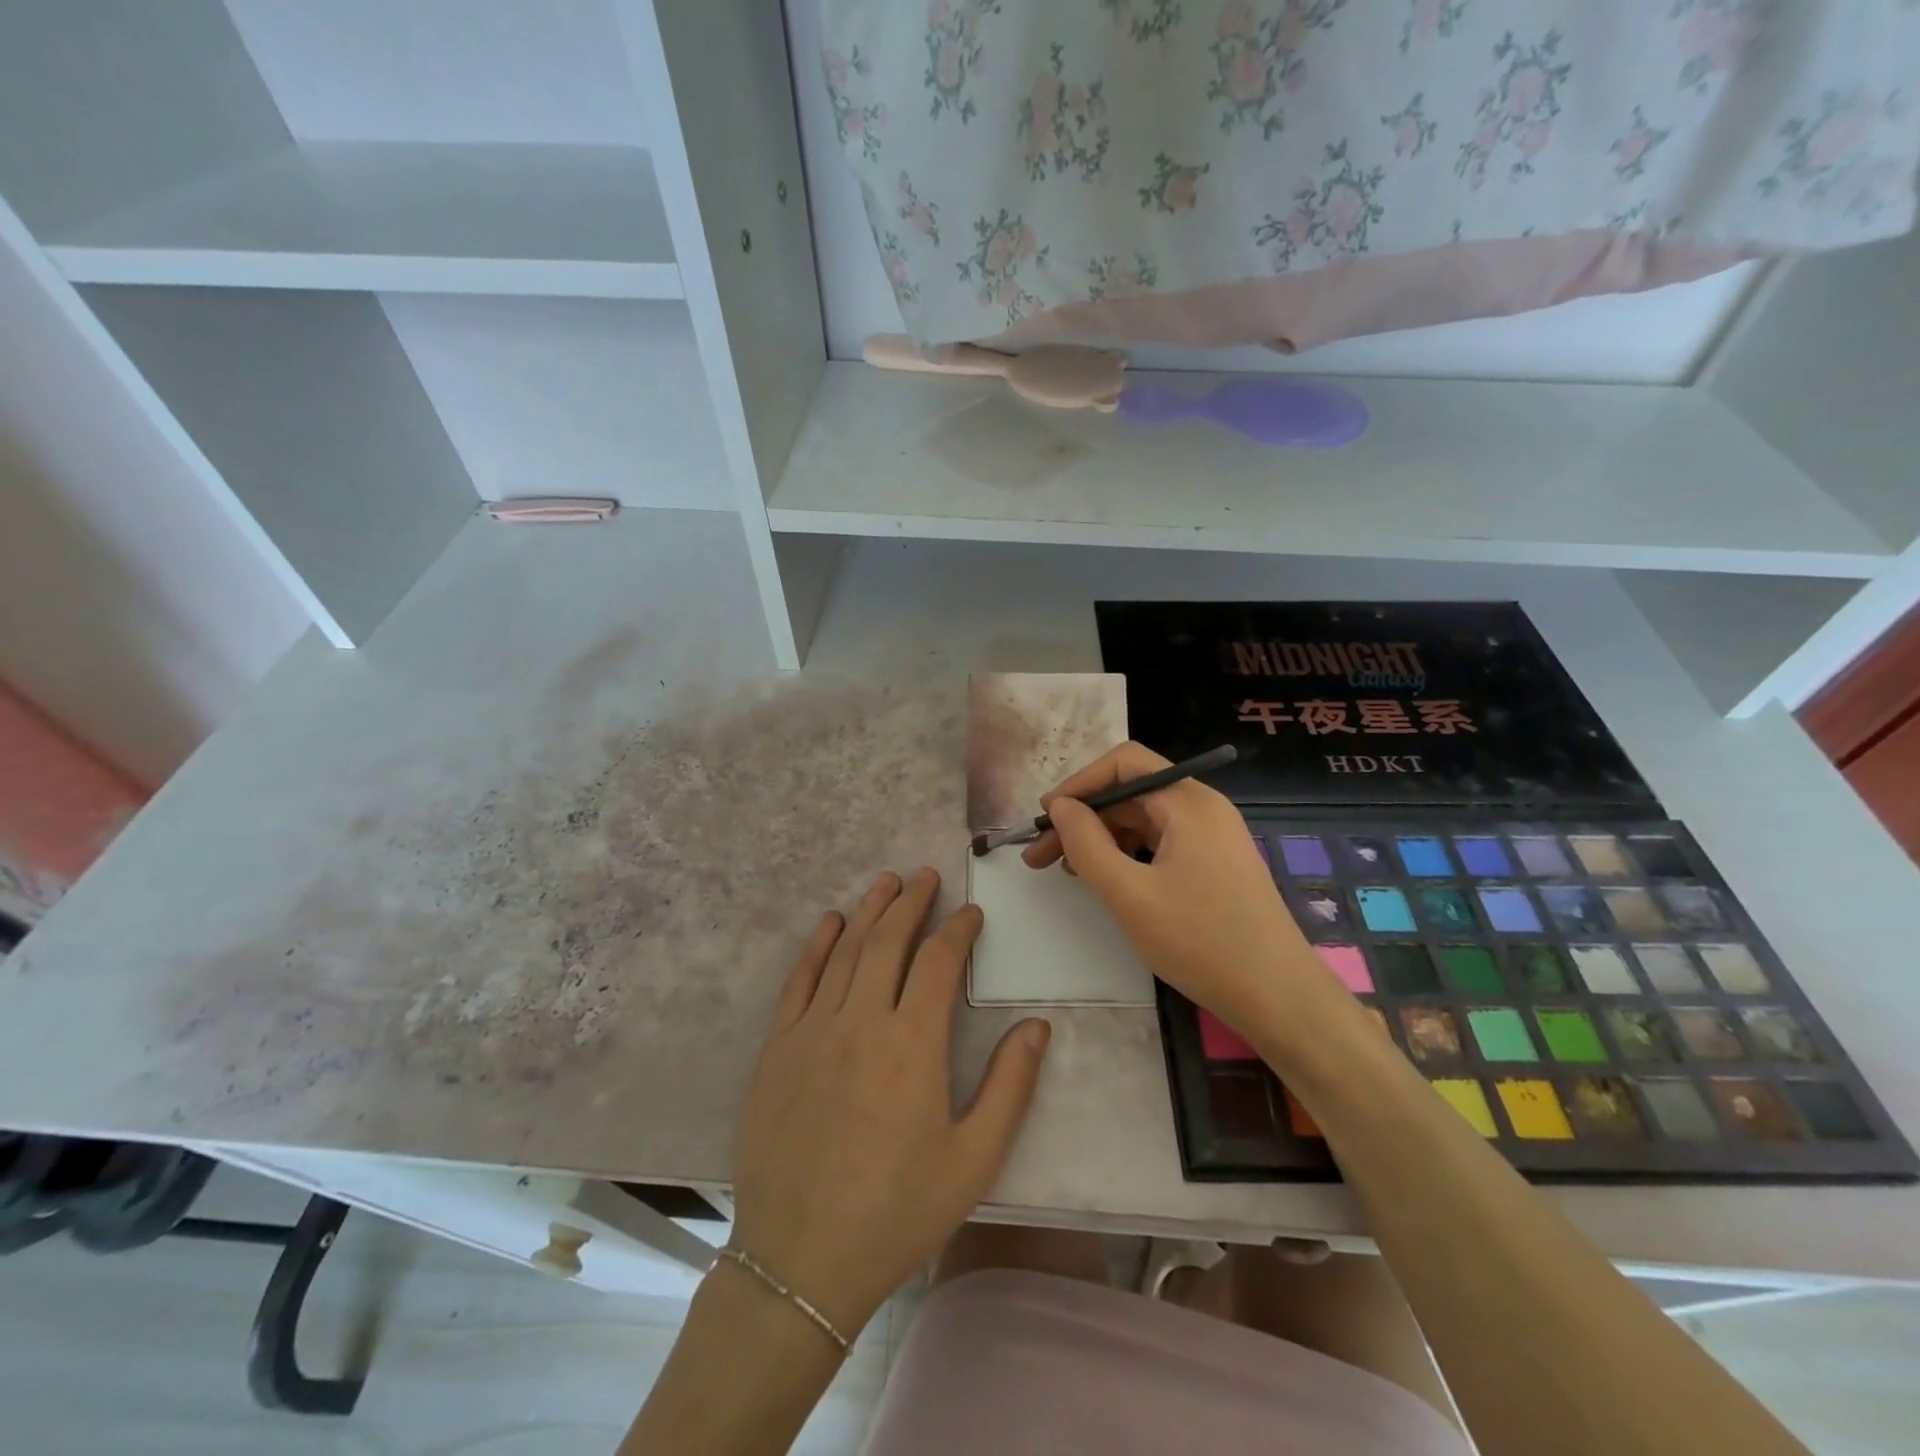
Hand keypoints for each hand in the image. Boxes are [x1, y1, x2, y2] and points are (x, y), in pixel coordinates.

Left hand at [729, 868, 1051, 1339]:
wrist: (800, 1263)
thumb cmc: (897, 1211)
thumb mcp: (973, 1159)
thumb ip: (1009, 1086)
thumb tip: (1037, 1025)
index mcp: (912, 1044)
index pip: (938, 961)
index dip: (957, 930)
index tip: (971, 913)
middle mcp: (861, 1020)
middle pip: (889, 941)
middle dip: (911, 902)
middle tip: (925, 877)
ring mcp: (813, 1030)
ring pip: (846, 951)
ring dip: (869, 911)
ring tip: (886, 882)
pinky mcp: (778, 1048)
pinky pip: (799, 981)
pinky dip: (817, 945)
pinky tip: (830, 923)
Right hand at [1023, 742, 1318, 1031]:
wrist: (1279, 997)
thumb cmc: (1201, 942)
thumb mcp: (1129, 894)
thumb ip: (1086, 844)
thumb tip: (1061, 806)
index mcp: (1188, 802)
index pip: (1124, 763)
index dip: (1079, 783)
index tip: (1045, 817)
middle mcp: (1203, 808)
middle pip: (1131, 791)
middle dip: (1083, 817)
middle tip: (1040, 854)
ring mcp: (1212, 836)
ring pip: (1143, 819)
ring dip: (1101, 837)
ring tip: (1066, 870)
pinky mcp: (1215, 863)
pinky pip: (1160, 842)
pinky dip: (1126, 853)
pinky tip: (1105, 879)